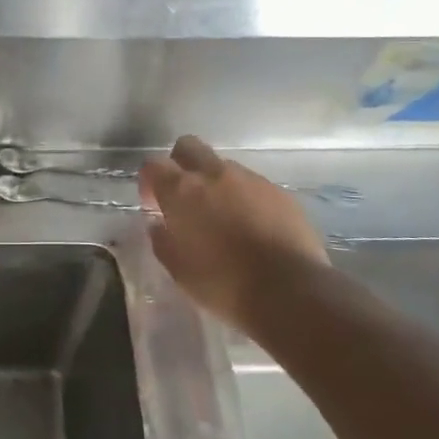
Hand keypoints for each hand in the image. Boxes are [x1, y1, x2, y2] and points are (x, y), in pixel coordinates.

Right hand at [140, 136, 329, 331]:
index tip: (154, 204)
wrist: (289, 291)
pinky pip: (253, 185)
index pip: (153, 164)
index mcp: (182, 191)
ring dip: (216, 184)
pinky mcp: (280, 193)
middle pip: (189, 146)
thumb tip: (158, 225)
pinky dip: (245, 199)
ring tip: (223, 218)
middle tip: (184, 198)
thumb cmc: (223, 284)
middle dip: (181, 165)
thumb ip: (162, 240)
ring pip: (223, 166)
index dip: (149, 181)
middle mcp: (215, 174)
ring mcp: (251, 180)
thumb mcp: (178, 270)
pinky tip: (252, 228)